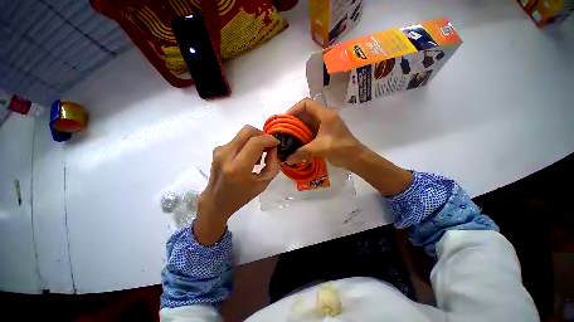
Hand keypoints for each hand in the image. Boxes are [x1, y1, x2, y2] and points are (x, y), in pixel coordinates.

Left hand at [194, 125, 279, 244]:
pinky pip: (237, 139)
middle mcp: (226, 155)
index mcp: (238, 167)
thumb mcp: (263, 183)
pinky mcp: (217, 149)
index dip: (269, 139)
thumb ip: (272, 164)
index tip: (276, 143)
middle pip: (247, 131)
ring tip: (258, 155)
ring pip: (242, 134)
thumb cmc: (242, 195)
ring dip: (254, 140)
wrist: (217, 201)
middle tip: (268, 146)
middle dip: (262, 135)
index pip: (256, 142)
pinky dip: (247, 144)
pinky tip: (248, 156)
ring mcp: (219, 150)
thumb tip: (273, 148)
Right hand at [286, 98, 412, 195]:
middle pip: (305, 113)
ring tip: (288, 137)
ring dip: (298, 129)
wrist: (356, 158)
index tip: (285, 120)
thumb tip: (287, 160)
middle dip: (293, 121)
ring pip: (307, 123)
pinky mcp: (324, 134)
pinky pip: (310, 131)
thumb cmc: (341, 148)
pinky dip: (303, 135)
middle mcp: (324, 117)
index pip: (306, 103)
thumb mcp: (320, 148)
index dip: (294, 109)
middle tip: (284, 131)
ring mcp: (324, 126)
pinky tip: (296, 143)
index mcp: (325, 114)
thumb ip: (302, 153)